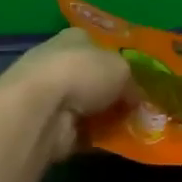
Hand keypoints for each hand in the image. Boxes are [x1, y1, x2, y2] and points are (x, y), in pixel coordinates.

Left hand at [0, 28, 134, 160]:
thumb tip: (135, 98)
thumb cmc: (82, 73)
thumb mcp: (121, 68)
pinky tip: (117, 143)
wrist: (41, 110)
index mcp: (74, 38)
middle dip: (114, 93)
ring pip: (88, 106)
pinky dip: (97, 137)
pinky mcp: (49, 126)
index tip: (138, 78)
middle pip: (93, 78)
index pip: (98, 45)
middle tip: (140, 106)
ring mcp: (51, 96)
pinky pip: (82, 131)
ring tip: (135, 127)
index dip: (118, 59)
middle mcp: (60, 63)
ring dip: (107, 117)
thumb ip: (132, 82)